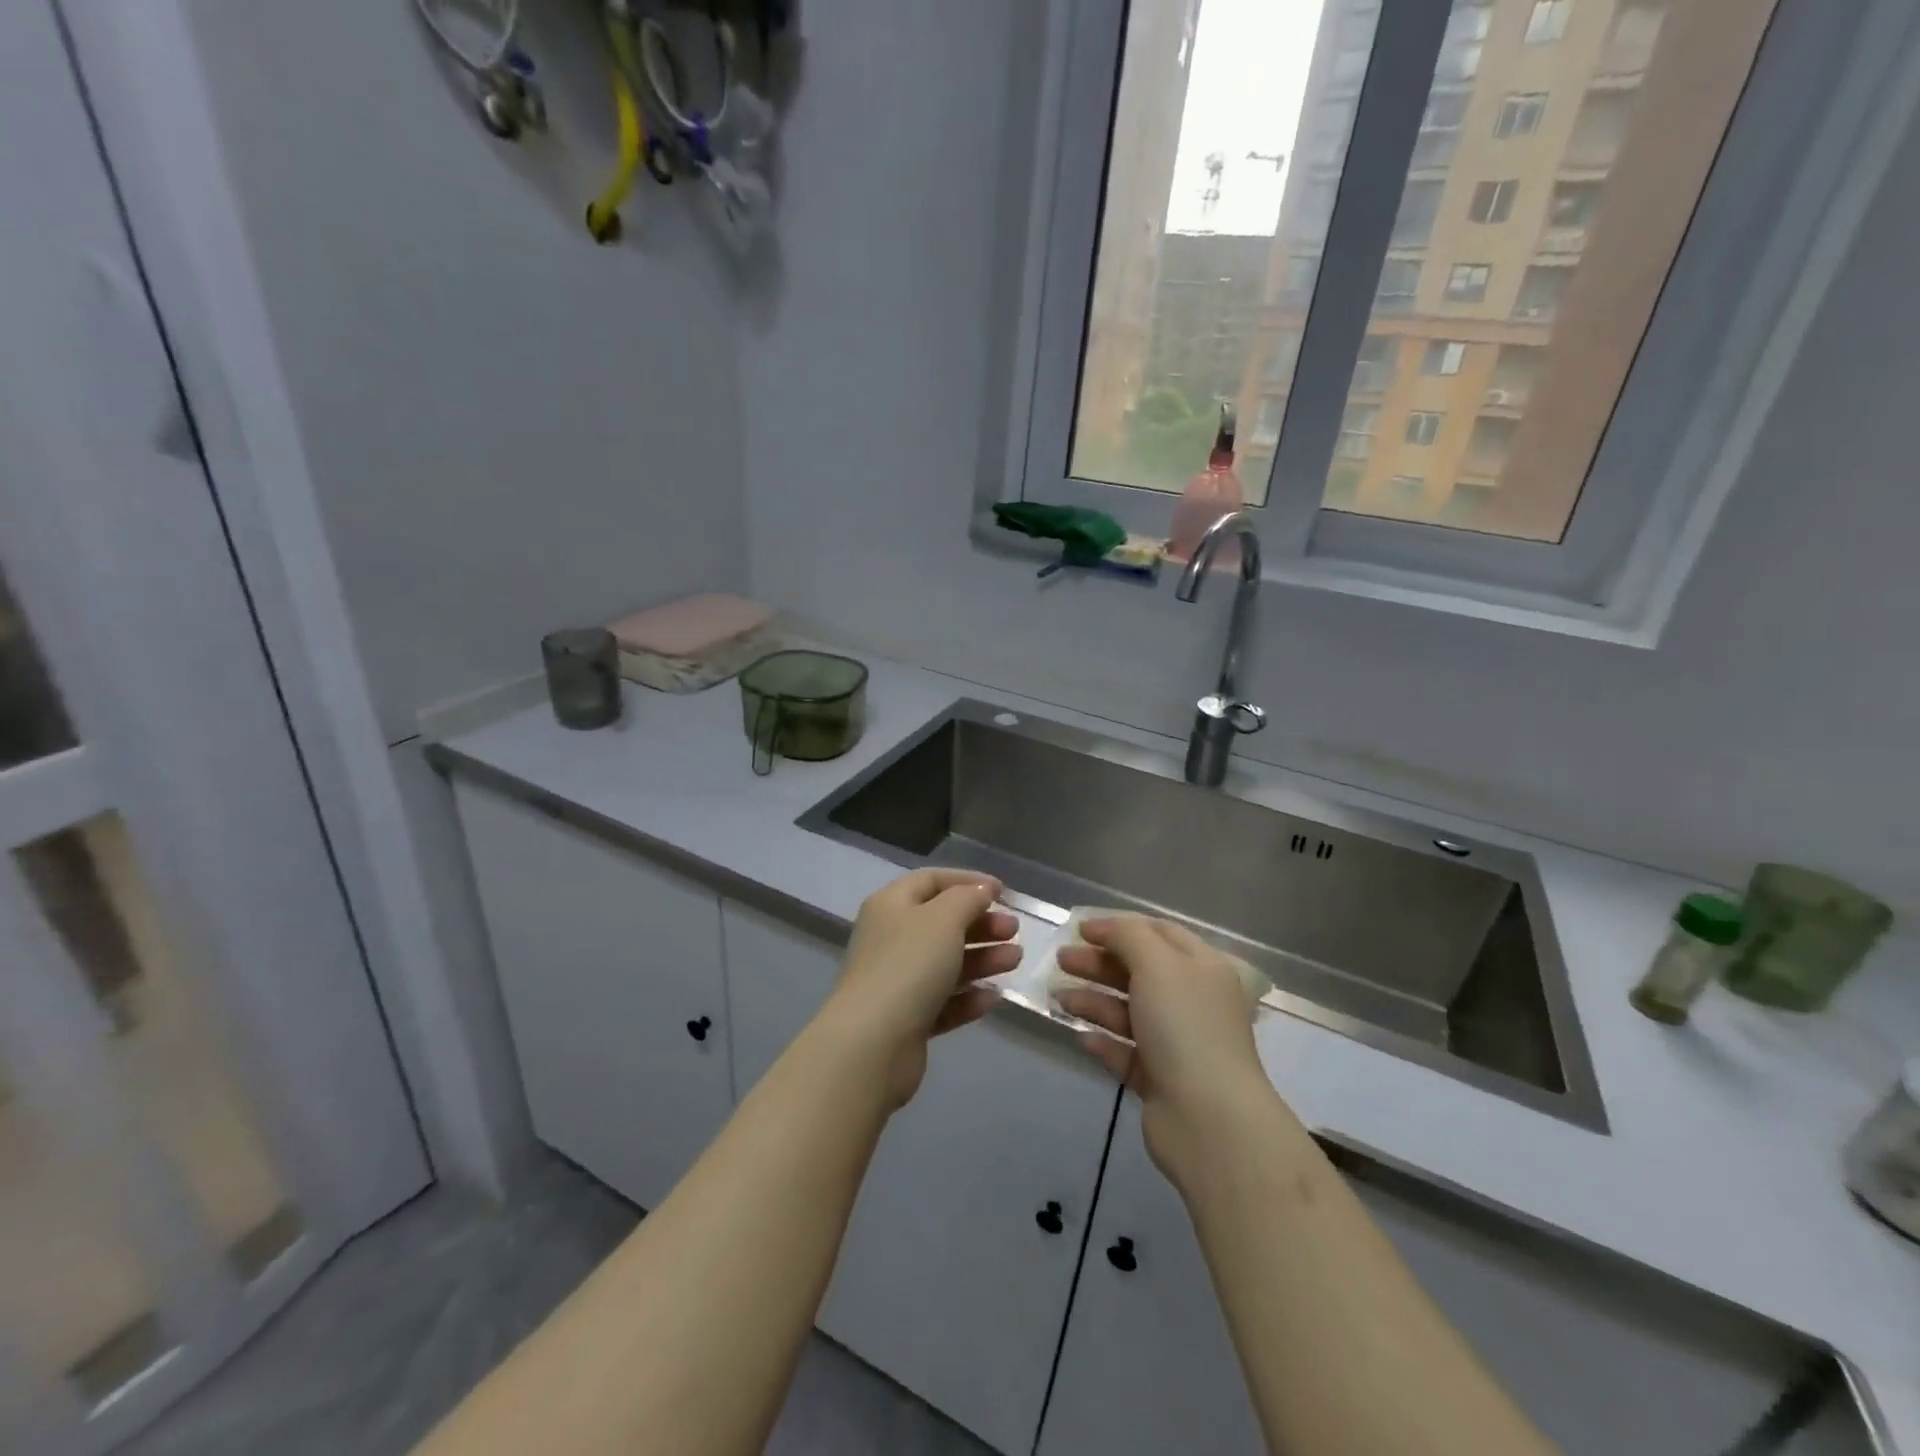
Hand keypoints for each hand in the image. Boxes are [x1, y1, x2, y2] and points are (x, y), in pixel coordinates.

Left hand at [822, 869, 1021, 1107]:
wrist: (873, 1044)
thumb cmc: (909, 966)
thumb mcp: (943, 919)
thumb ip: (967, 898)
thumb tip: (981, 890)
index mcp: (891, 905)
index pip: (932, 881)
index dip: (968, 881)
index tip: (1003, 892)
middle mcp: (891, 938)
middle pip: (942, 923)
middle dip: (981, 924)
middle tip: (1014, 931)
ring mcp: (897, 981)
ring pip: (946, 962)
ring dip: (982, 959)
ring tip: (1015, 961)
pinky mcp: (906, 1019)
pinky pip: (943, 1001)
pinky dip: (968, 997)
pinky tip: (993, 999)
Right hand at [1056, 917, 1278, 1186]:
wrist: (1209, 1119)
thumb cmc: (1184, 1026)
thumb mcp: (1157, 963)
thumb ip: (1127, 936)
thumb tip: (1101, 927)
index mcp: (1202, 967)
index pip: (1159, 933)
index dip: (1118, 927)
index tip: (1079, 929)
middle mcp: (1192, 1001)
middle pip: (1139, 971)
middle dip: (1098, 963)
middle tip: (1060, 960)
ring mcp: (1178, 1043)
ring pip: (1128, 1012)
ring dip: (1093, 1000)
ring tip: (1057, 998)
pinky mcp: (1161, 1080)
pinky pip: (1126, 1052)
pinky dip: (1103, 1041)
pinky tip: (1080, 1036)